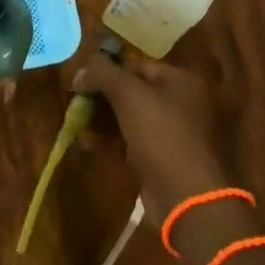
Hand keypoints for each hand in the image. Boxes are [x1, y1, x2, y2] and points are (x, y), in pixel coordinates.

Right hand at [71, 48, 231, 221]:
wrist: (188, 199)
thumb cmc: (162, 136)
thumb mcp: (129, 94)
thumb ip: (103, 72)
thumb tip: (80, 70)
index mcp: (182, 81)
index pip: (137, 65)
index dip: (106, 70)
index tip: (79, 82)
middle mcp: (183, 103)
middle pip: (133, 91)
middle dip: (102, 97)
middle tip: (76, 104)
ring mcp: (175, 133)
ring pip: (131, 118)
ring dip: (103, 120)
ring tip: (77, 125)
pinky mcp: (165, 160)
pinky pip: (133, 141)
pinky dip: (112, 140)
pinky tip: (88, 143)